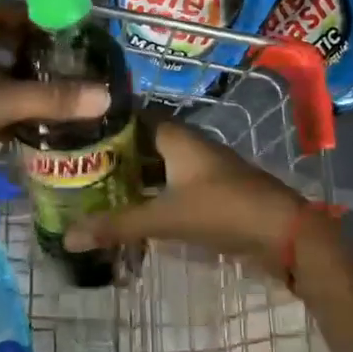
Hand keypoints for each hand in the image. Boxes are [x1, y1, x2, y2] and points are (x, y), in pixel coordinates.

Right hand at [62, 121, 304, 263]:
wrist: (284, 233)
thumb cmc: (223, 210)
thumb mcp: (166, 218)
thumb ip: (118, 226)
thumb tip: (68, 236)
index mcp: (177, 136)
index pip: (133, 115)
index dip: (106, 120)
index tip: (74, 129)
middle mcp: (188, 146)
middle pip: (143, 143)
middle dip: (113, 154)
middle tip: (75, 165)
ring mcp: (201, 169)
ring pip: (157, 167)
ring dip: (132, 177)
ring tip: (93, 189)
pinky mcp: (210, 193)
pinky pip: (171, 187)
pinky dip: (150, 196)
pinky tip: (129, 212)